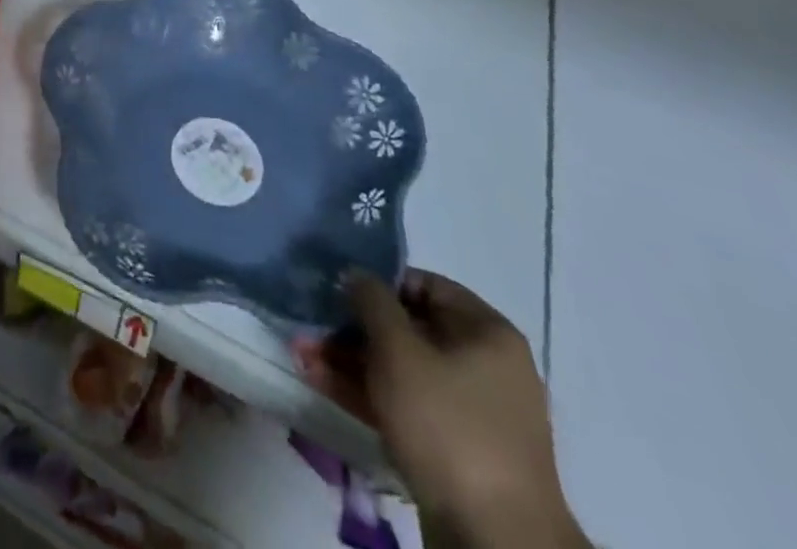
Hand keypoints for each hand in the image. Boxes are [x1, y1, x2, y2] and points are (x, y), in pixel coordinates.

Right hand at [307, 270, 588, 548]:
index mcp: (486, 332)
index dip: (377, 282)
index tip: (336, 289)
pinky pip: (405, 404)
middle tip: (308, 327)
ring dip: (350, 361)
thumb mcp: (398, 350)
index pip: (422, 284)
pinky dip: (366, 393)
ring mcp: (469, 409)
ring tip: (302, 356)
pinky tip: (320, 383)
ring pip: (400, 369)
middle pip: (407, 329)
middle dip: (352, 329)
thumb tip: (356, 274)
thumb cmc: (447, 424)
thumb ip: (371, 300)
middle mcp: (484, 364)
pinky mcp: (453, 447)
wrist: (495, 541)